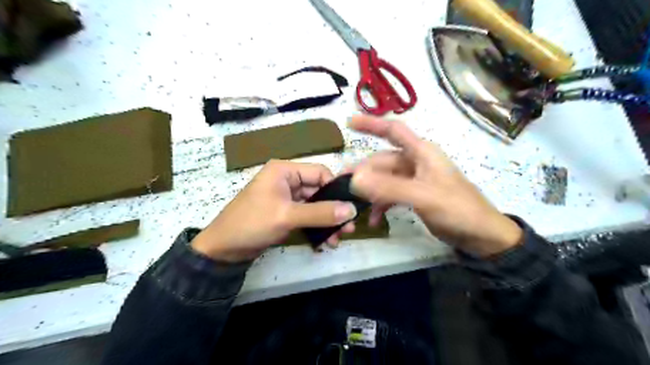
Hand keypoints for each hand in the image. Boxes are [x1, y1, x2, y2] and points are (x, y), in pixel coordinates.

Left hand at [191, 160, 357, 262]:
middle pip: (319, 190)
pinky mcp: (285, 213)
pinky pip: (307, 216)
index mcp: (285, 170)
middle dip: (334, 210)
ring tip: (338, 239)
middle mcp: (287, 180)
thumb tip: (352, 210)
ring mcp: (286, 198)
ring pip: (315, 205)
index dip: (336, 189)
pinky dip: (317, 227)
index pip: (319, 172)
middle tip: (348, 228)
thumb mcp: (287, 216)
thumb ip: (320, 212)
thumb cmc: (252, 224)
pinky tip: (325, 241)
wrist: (223, 250)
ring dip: (327, 221)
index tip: (350, 207)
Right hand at [348, 116, 521, 254]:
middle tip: (341, 184)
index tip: (350, 122)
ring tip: (355, 205)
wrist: (481, 236)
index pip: (394, 130)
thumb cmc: (457, 209)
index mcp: (422, 153)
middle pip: (383, 160)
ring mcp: (415, 180)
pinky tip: (374, 218)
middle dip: (363, 171)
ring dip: (370, 191)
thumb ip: (389, 187)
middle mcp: (416, 162)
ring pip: (385, 179)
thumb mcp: (423, 196)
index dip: (372, 124)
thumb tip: (354, 179)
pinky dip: (381, 204)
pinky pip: (391, 194)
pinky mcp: (415, 196)